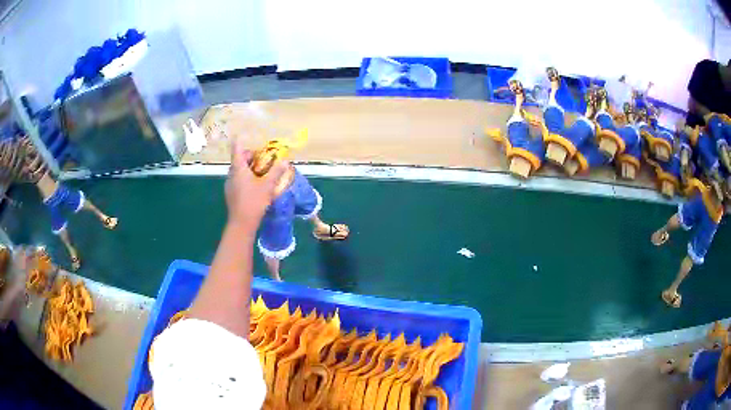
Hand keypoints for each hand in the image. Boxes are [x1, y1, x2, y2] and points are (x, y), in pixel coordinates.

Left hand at [225, 137, 288, 229]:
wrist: (242, 224)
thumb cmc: (254, 201)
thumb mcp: (268, 186)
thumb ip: (276, 172)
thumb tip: (285, 160)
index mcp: (238, 169)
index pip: (236, 149)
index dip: (239, 140)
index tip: (243, 135)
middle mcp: (231, 174)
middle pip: (238, 159)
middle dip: (249, 156)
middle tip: (262, 158)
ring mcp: (229, 185)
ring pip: (237, 171)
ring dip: (247, 168)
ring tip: (260, 172)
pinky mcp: (231, 194)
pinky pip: (237, 180)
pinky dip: (245, 178)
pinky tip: (254, 186)